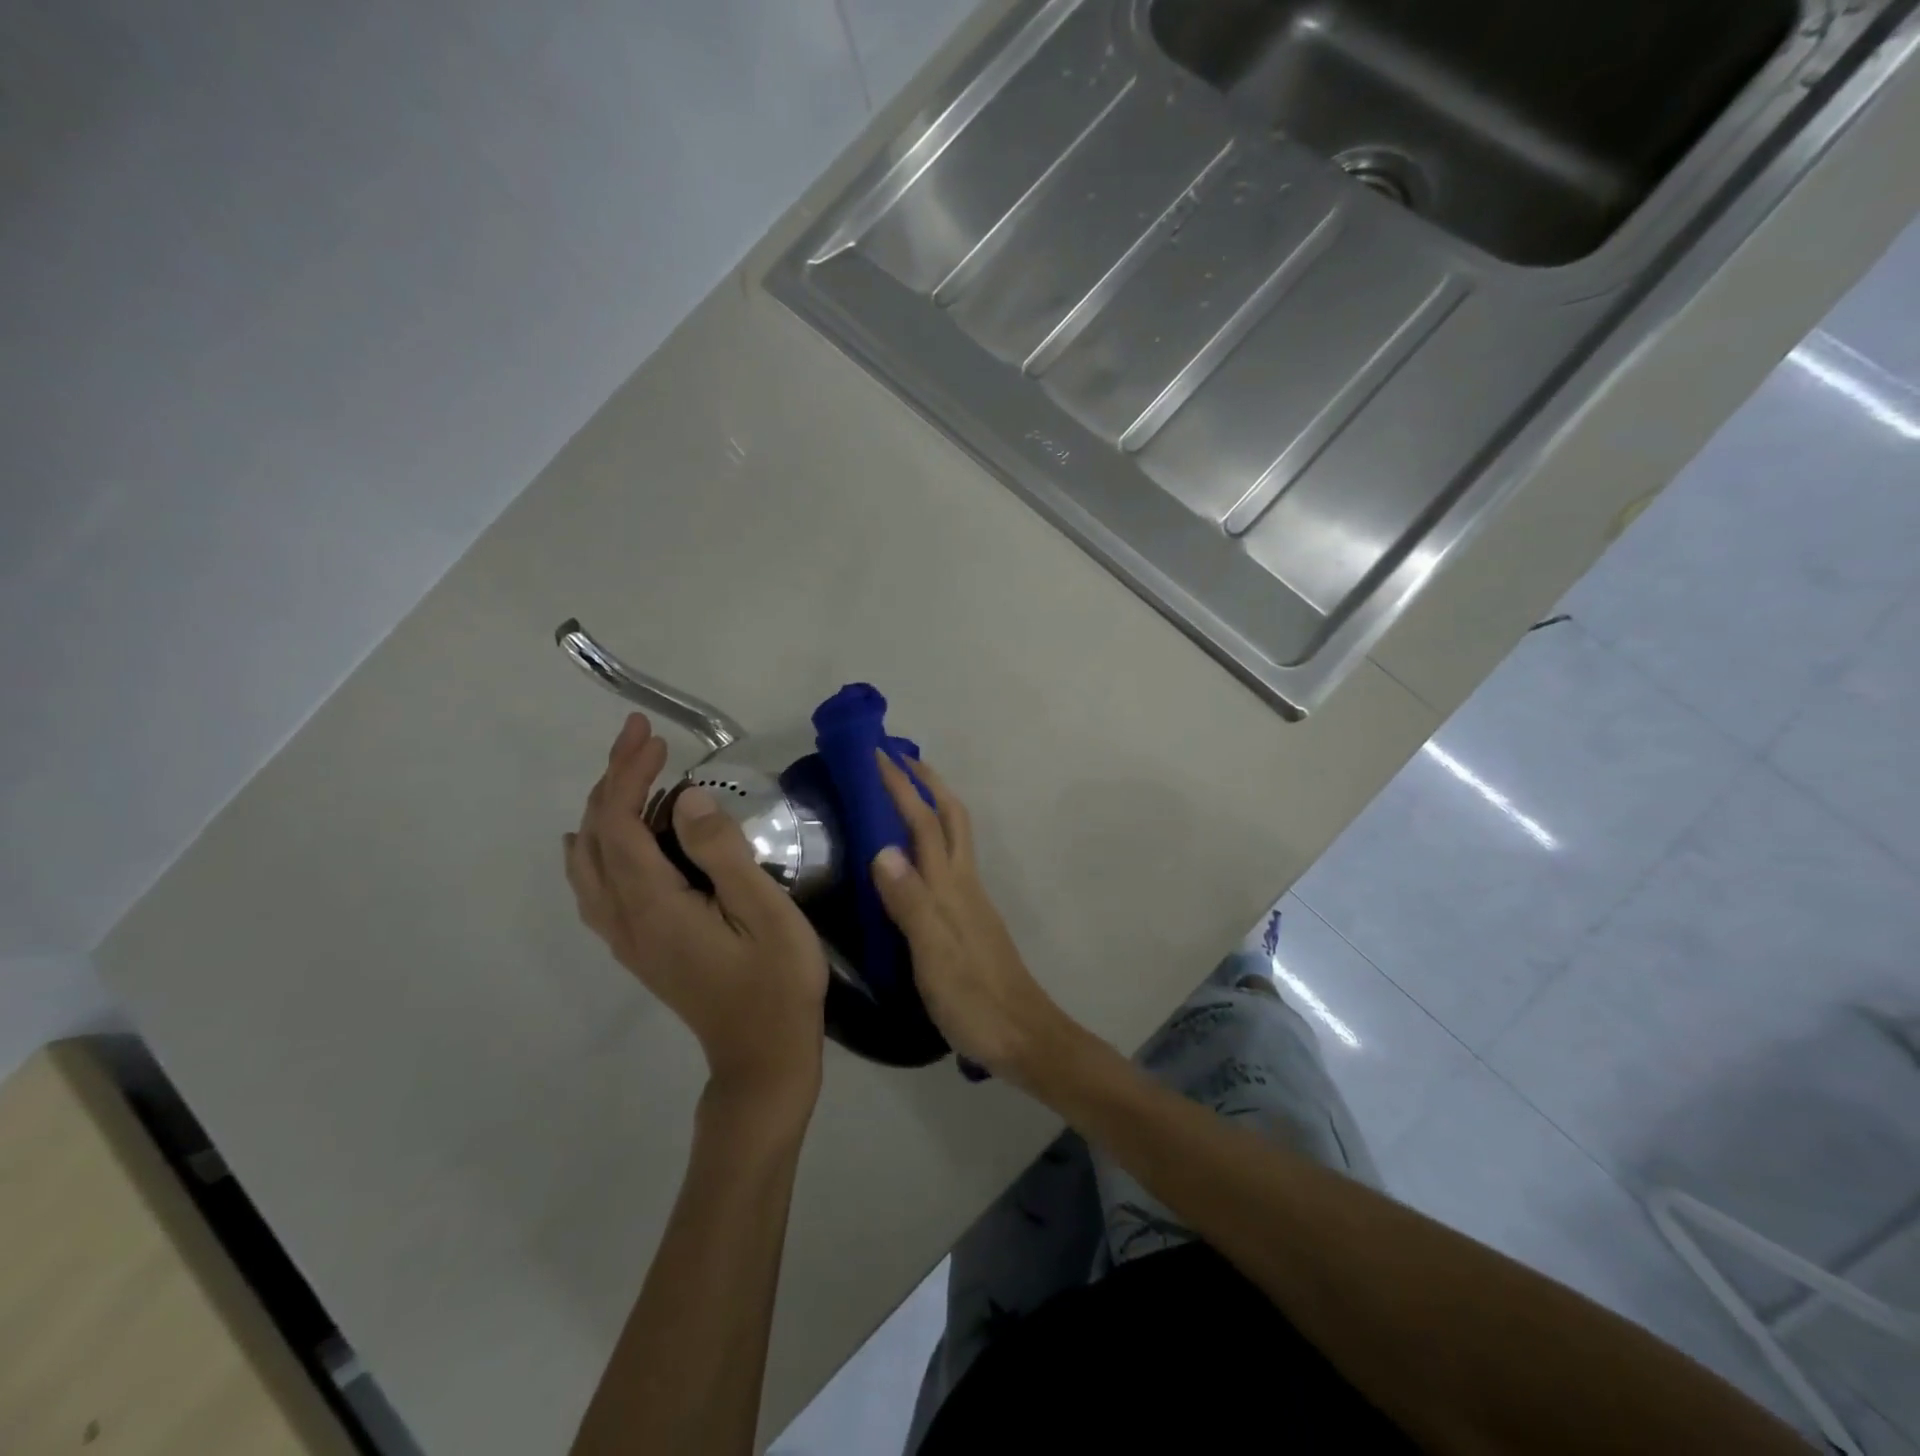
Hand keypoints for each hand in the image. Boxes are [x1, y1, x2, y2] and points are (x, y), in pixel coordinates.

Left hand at [565, 714, 828, 1112]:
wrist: (762, 1058)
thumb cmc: (776, 984)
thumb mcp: (766, 915)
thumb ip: (724, 855)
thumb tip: (691, 798)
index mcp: (654, 906)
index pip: (620, 825)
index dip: (629, 774)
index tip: (653, 736)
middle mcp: (626, 920)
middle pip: (594, 838)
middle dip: (612, 780)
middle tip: (641, 738)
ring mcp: (627, 939)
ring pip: (586, 864)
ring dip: (601, 811)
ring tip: (628, 776)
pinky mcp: (639, 949)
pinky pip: (595, 888)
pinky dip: (594, 849)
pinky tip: (607, 842)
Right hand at [870, 753, 1075, 1084]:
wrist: (1022, 1037)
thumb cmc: (974, 998)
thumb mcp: (934, 954)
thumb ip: (910, 903)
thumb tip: (882, 849)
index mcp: (951, 886)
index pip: (923, 822)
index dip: (901, 786)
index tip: (877, 754)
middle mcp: (963, 883)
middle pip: (950, 817)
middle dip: (925, 782)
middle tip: (897, 759)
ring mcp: (970, 900)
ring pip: (952, 837)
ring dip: (930, 805)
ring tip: (903, 793)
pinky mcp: (969, 919)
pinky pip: (948, 862)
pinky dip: (931, 840)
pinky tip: (914, 856)